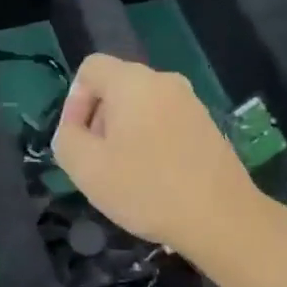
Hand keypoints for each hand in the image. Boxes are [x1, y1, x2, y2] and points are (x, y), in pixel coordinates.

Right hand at [51, 54, 260, 261]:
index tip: (77, 140)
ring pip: (141, 107)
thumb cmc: (146, 188)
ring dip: (124, 134)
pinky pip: (164, 123)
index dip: (73, 101)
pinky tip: (152, 179)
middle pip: (116, 87)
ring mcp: (191, 103)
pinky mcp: (207, 126)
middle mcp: (164, 82)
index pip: (91, 68)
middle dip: (98, 120)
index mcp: (133, 82)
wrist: (220, 217)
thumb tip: (73, 130)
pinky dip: (150, 143)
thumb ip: (66, 139)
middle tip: (96, 162)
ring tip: (123, 175)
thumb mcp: (86, 168)